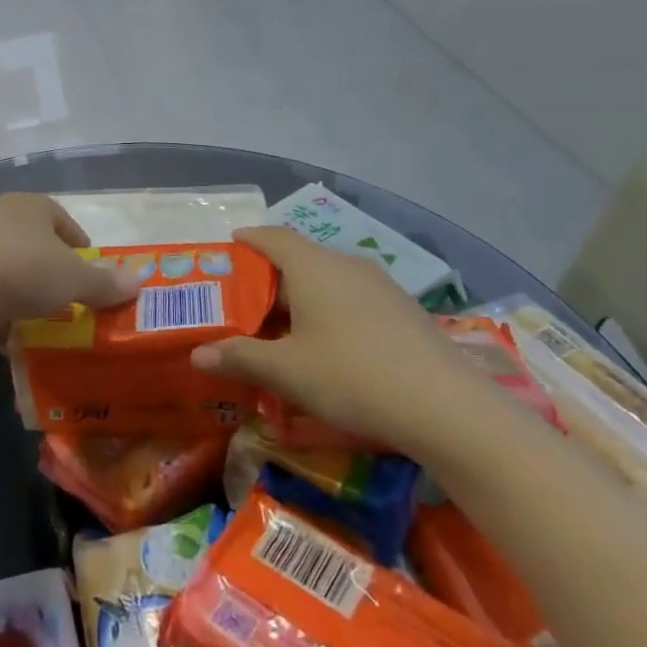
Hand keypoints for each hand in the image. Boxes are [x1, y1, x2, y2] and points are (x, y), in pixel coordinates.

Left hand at [0, 194, 137, 341]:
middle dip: (49, 270)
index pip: (61, 218)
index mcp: (30, 206)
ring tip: (39, 321)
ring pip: (4, 269)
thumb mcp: (72, 279)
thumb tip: (137, 280)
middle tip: (67, 298)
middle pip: (31, 243)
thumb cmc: (20, 269)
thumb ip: (103, 282)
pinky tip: (6, 337)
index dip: (78, 242)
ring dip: (20, 293)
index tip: (89, 267)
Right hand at [191, 227, 510, 459]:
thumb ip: (240, 357)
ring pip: (327, 282)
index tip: (228, 249)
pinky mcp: (403, 312)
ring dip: (300, 300)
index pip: (271, 237)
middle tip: (242, 307)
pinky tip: (327, 348)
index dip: (247, 240)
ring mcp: (380, 287)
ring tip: (280, 331)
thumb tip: (197, 353)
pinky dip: (329, 312)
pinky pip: (352, 300)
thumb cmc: (352, 377)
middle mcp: (346, 265)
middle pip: (298, 260)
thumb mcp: (287, 371)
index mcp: (313, 267)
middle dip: (268, 281)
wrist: (448, 408)